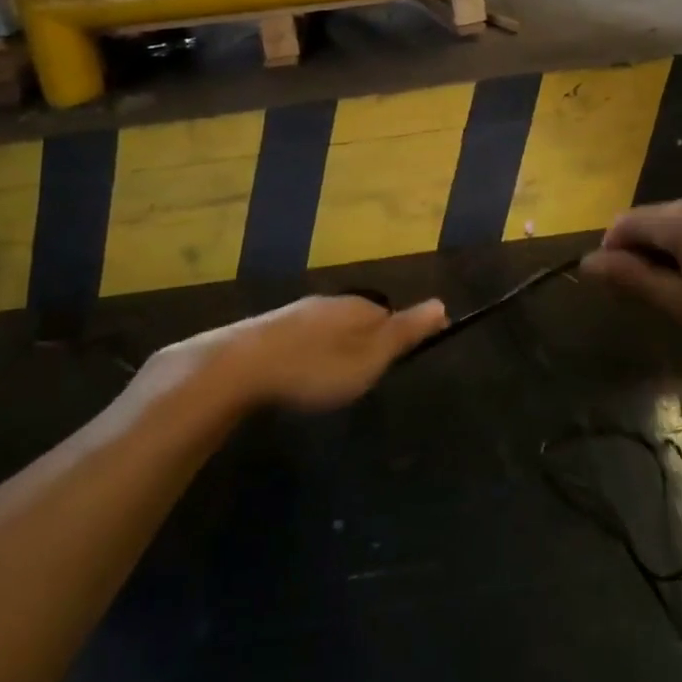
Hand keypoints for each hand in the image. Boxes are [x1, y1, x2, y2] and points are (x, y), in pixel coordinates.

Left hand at [152, 295, 446, 412]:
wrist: (239, 366)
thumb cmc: (315, 367)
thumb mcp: (369, 357)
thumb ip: (405, 333)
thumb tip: (442, 303)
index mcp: (357, 306)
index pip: (390, 314)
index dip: (398, 336)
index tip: (400, 361)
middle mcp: (329, 302)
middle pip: (359, 318)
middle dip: (365, 342)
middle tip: (366, 376)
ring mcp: (296, 314)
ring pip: (328, 327)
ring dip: (335, 348)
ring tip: (334, 379)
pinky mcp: (269, 330)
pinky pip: (302, 338)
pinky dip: (309, 353)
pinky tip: (300, 373)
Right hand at [579, 198, 681, 370]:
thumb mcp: (681, 305)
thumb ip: (632, 279)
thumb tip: (587, 262)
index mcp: (681, 219)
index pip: (624, 223)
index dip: (610, 253)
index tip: (616, 291)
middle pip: (647, 219)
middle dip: (636, 254)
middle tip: (647, 299)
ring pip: (672, 225)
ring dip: (661, 254)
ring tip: (675, 296)